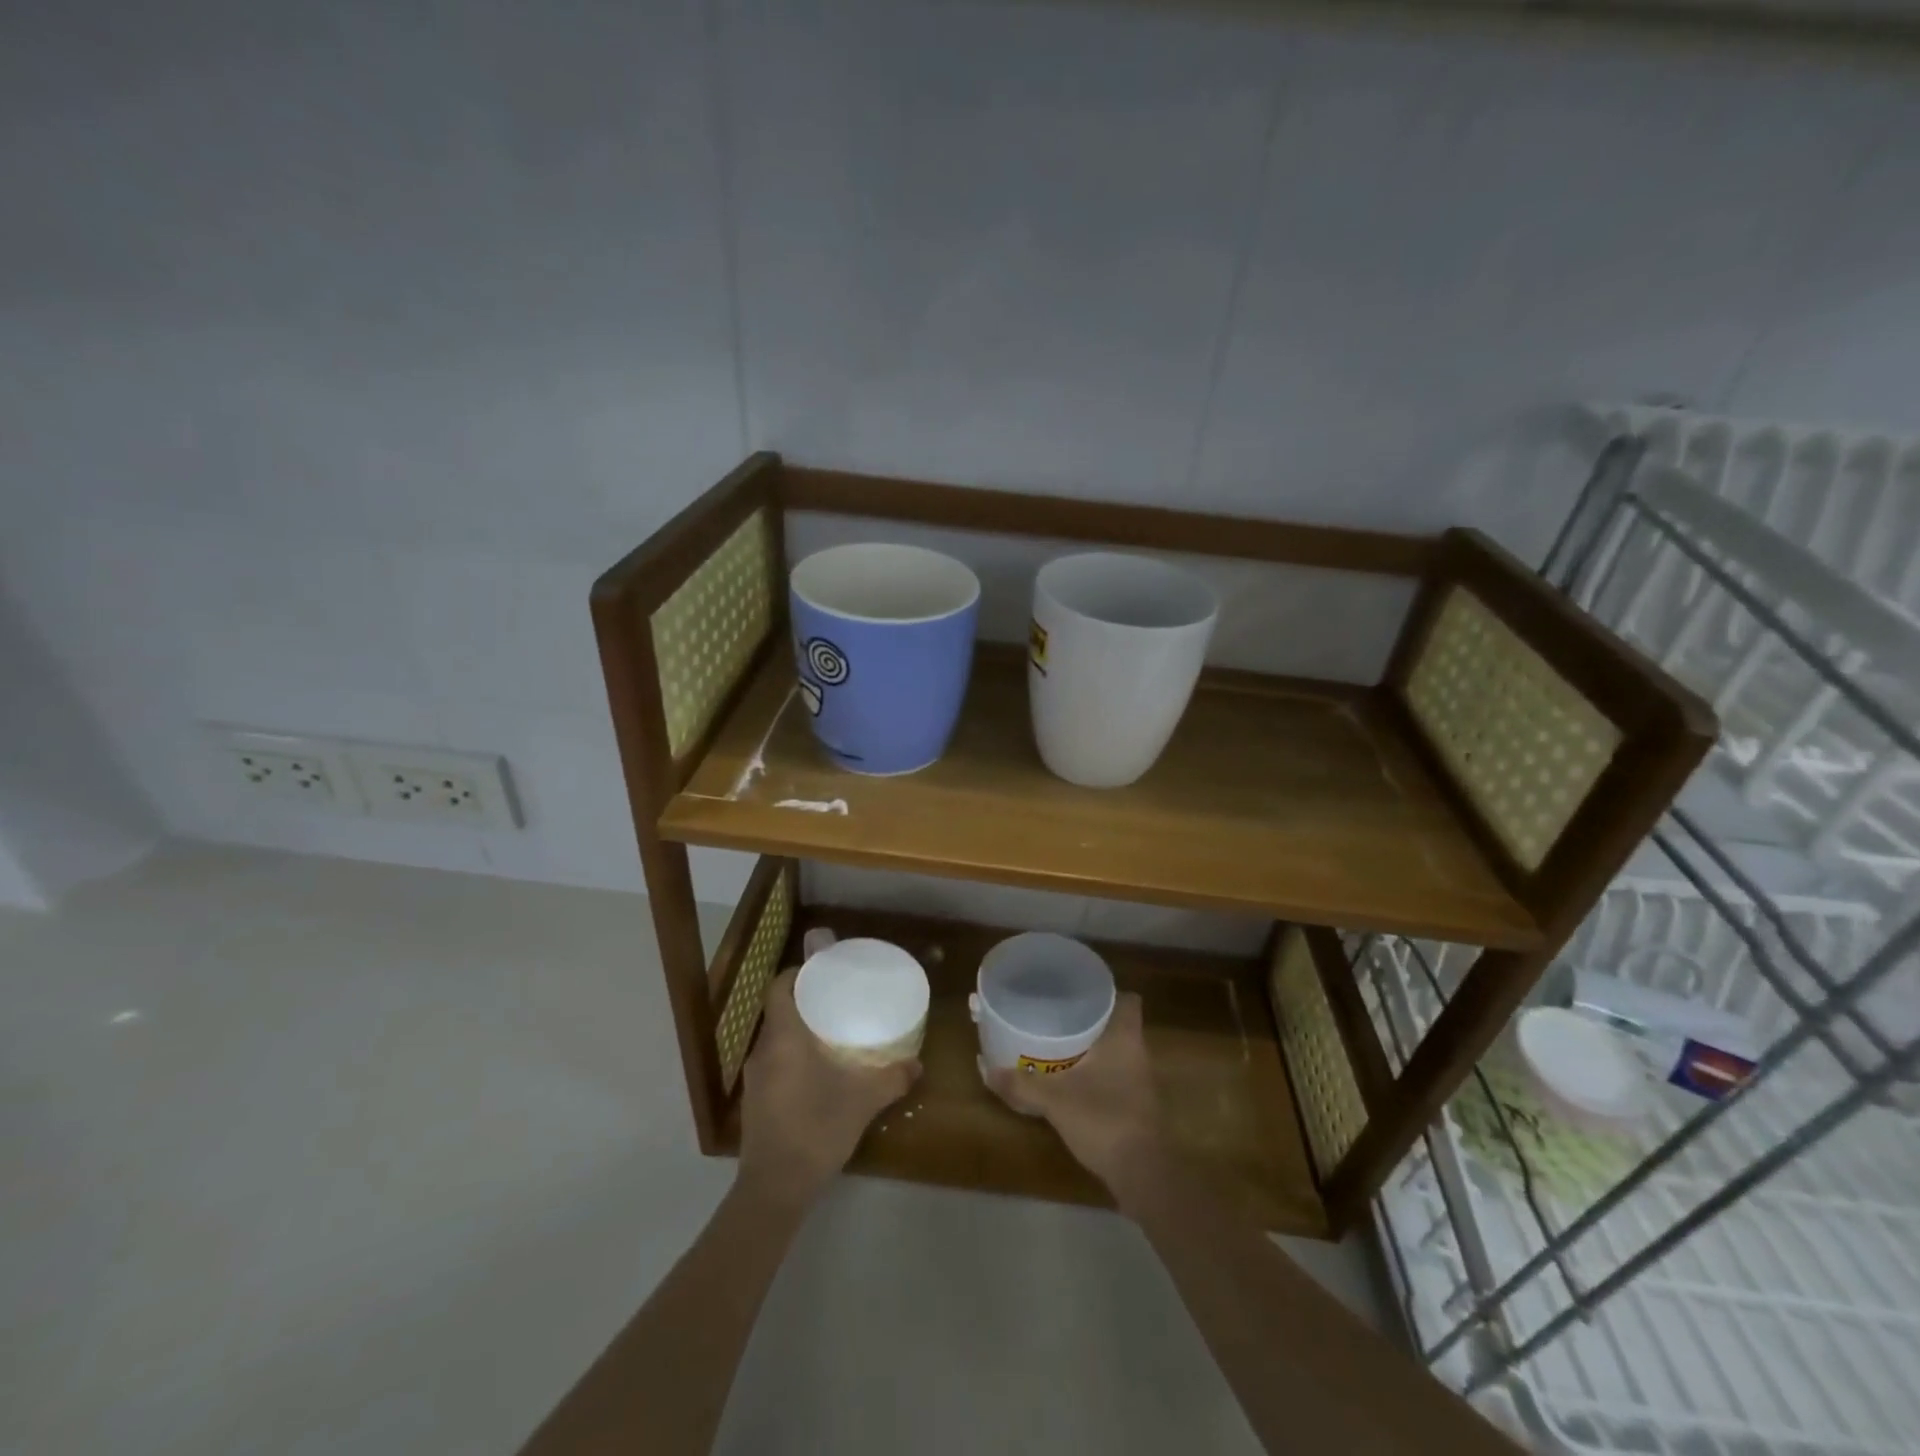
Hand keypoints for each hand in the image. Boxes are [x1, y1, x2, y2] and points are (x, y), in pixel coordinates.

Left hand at [737, 968, 919, 1206]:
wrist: (775, 1188)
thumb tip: (918, 1064)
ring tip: (830, 1031)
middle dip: (804, 1001)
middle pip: (778, 1011)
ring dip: (797, 1030)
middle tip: (836, 998)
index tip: (822, 971)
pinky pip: (773, 1061)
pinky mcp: (755, 1100)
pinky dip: (792, 1054)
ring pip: (775, 1038)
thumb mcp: (862, 1101)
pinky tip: (817, 1069)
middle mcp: (763, 1051)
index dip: (796, 974)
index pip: (779, 988)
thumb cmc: (816, 1129)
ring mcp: (755, 1078)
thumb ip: (891, 1079)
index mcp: (783, 1038)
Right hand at [985, 993, 1162, 1191]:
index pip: (1126, 999)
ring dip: (1091, 1048)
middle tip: (1057, 1016)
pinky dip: (1095, 1074)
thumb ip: (1020, 1084)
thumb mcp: (1054, 1100)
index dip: (1107, 993)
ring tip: (1057, 1045)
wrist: (1142, 1174)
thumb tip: (985, 1067)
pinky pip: (1114, 1076)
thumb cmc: (1104, 1119)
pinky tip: (1069, 1081)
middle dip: (1090, 1020)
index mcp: (1125, 1038)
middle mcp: (1137, 1053)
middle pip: (1117, 1024)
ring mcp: (1139, 1082)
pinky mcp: (1136, 1106)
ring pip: (1115, 1051)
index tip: (1078, 992)